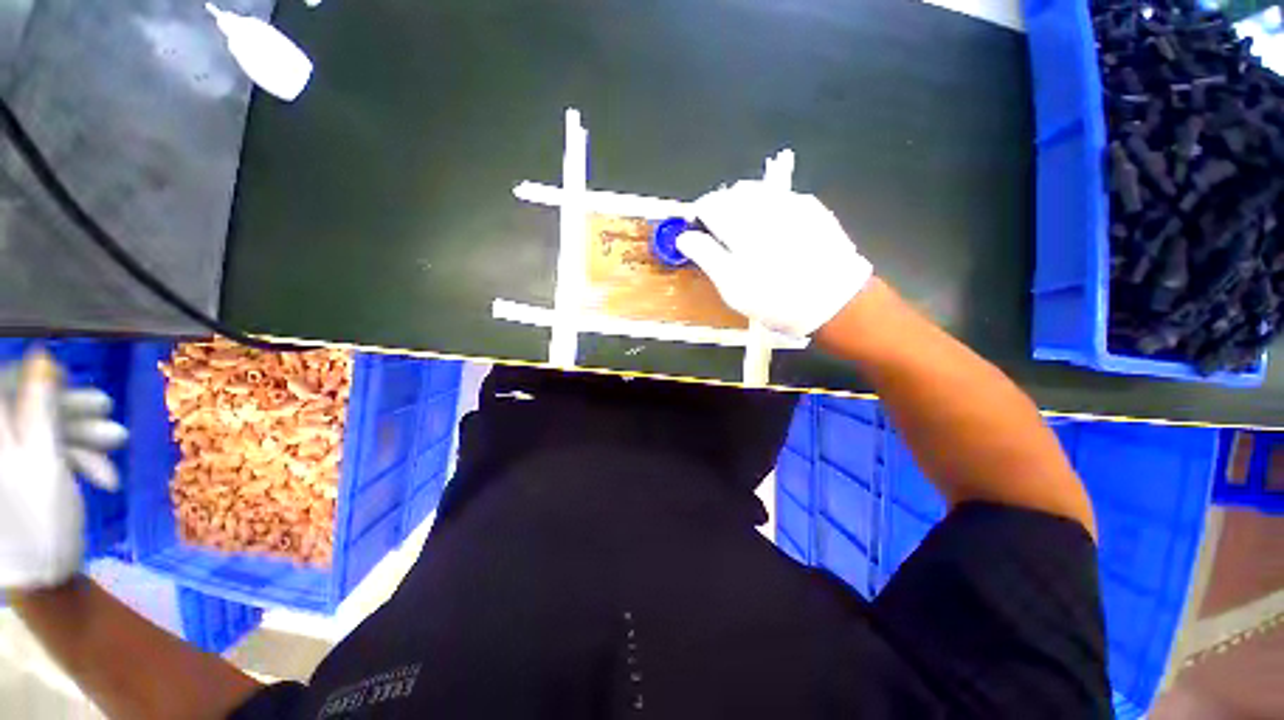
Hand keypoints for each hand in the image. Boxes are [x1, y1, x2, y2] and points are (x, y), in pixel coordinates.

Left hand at [0, 350, 127, 589]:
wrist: (42, 579)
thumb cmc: (38, 522)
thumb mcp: (43, 463)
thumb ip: (40, 410)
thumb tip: (43, 361)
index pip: (4, 388)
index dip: (32, 378)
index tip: (65, 376)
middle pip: (25, 412)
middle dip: (69, 413)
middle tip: (108, 411)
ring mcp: (8, 463)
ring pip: (42, 435)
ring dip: (81, 439)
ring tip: (118, 444)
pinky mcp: (21, 478)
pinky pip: (46, 458)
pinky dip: (76, 461)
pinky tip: (103, 473)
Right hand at [676, 180, 873, 337]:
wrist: (834, 302)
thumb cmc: (775, 300)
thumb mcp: (732, 287)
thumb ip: (706, 257)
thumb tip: (684, 237)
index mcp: (742, 225)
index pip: (710, 205)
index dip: (699, 216)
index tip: (698, 231)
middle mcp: (766, 206)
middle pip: (732, 193)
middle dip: (721, 209)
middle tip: (720, 234)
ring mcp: (792, 203)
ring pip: (756, 191)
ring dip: (742, 205)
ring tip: (743, 230)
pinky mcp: (811, 207)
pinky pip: (779, 197)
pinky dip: (766, 207)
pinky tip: (771, 229)